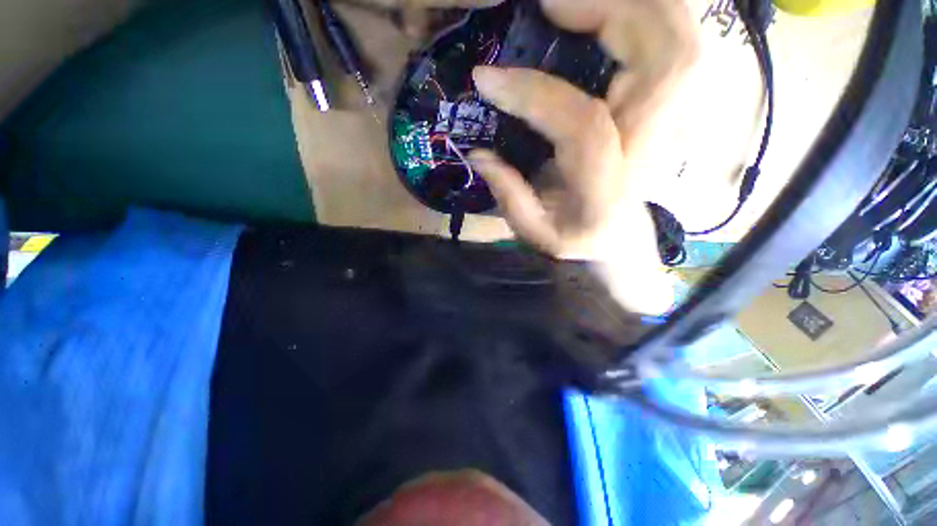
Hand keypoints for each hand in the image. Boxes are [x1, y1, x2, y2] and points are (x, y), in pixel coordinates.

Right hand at [467, 0, 698, 314]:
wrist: (619, 237)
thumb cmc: (577, 237)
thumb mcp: (537, 233)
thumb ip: (510, 198)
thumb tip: (478, 154)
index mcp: (608, 188)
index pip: (585, 126)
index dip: (535, 95)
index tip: (487, 78)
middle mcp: (650, 147)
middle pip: (668, 61)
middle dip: (612, 13)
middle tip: (550, 7)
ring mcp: (668, 120)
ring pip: (681, 40)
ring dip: (633, 5)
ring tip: (569, 5)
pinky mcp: (666, 104)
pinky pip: (672, 41)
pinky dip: (644, 14)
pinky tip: (600, 13)